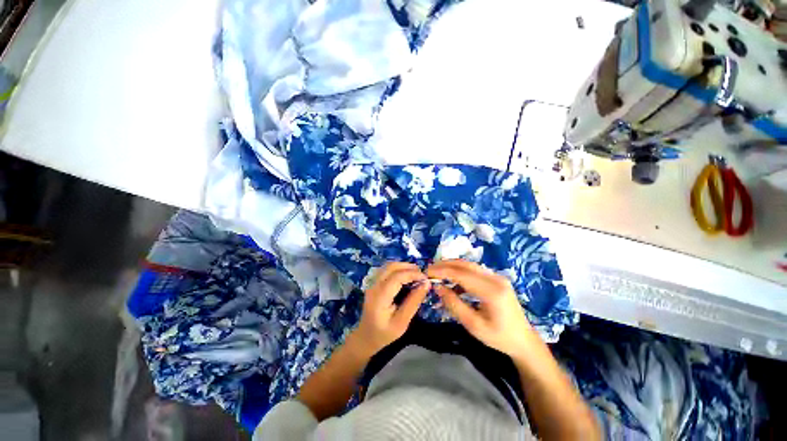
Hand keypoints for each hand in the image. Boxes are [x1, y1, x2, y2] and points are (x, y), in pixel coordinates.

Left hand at [353, 263, 429, 354]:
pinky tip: (406, 276)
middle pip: (391, 267)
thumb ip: (414, 301)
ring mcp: (372, 283)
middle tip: (422, 275)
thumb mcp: (402, 321)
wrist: (366, 337)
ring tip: (416, 275)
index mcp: (380, 296)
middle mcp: (374, 285)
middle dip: (409, 267)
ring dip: (403, 266)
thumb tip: (426, 283)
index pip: (397, 277)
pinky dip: (398, 269)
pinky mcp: (374, 283)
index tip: (426, 278)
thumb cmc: (385, 333)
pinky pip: (387, 270)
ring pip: (389, 266)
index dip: (413, 274)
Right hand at [427, 260, 539, 360]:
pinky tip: (452, 281)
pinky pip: (475, 271)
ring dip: (452, 266)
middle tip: (429, 269)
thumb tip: (437, 287)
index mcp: (492, 291)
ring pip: (469, 265)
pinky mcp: (497, 279)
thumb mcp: (473, 325)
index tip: (427, 272)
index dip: (442, 271)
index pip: (461, 274)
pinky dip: (460, 272)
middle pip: (465, 264)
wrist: (523, 340)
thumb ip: (453, 304)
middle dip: (445, 265)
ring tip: (437, 273)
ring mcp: (497, 277)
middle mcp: (496, 278)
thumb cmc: (498, 337)